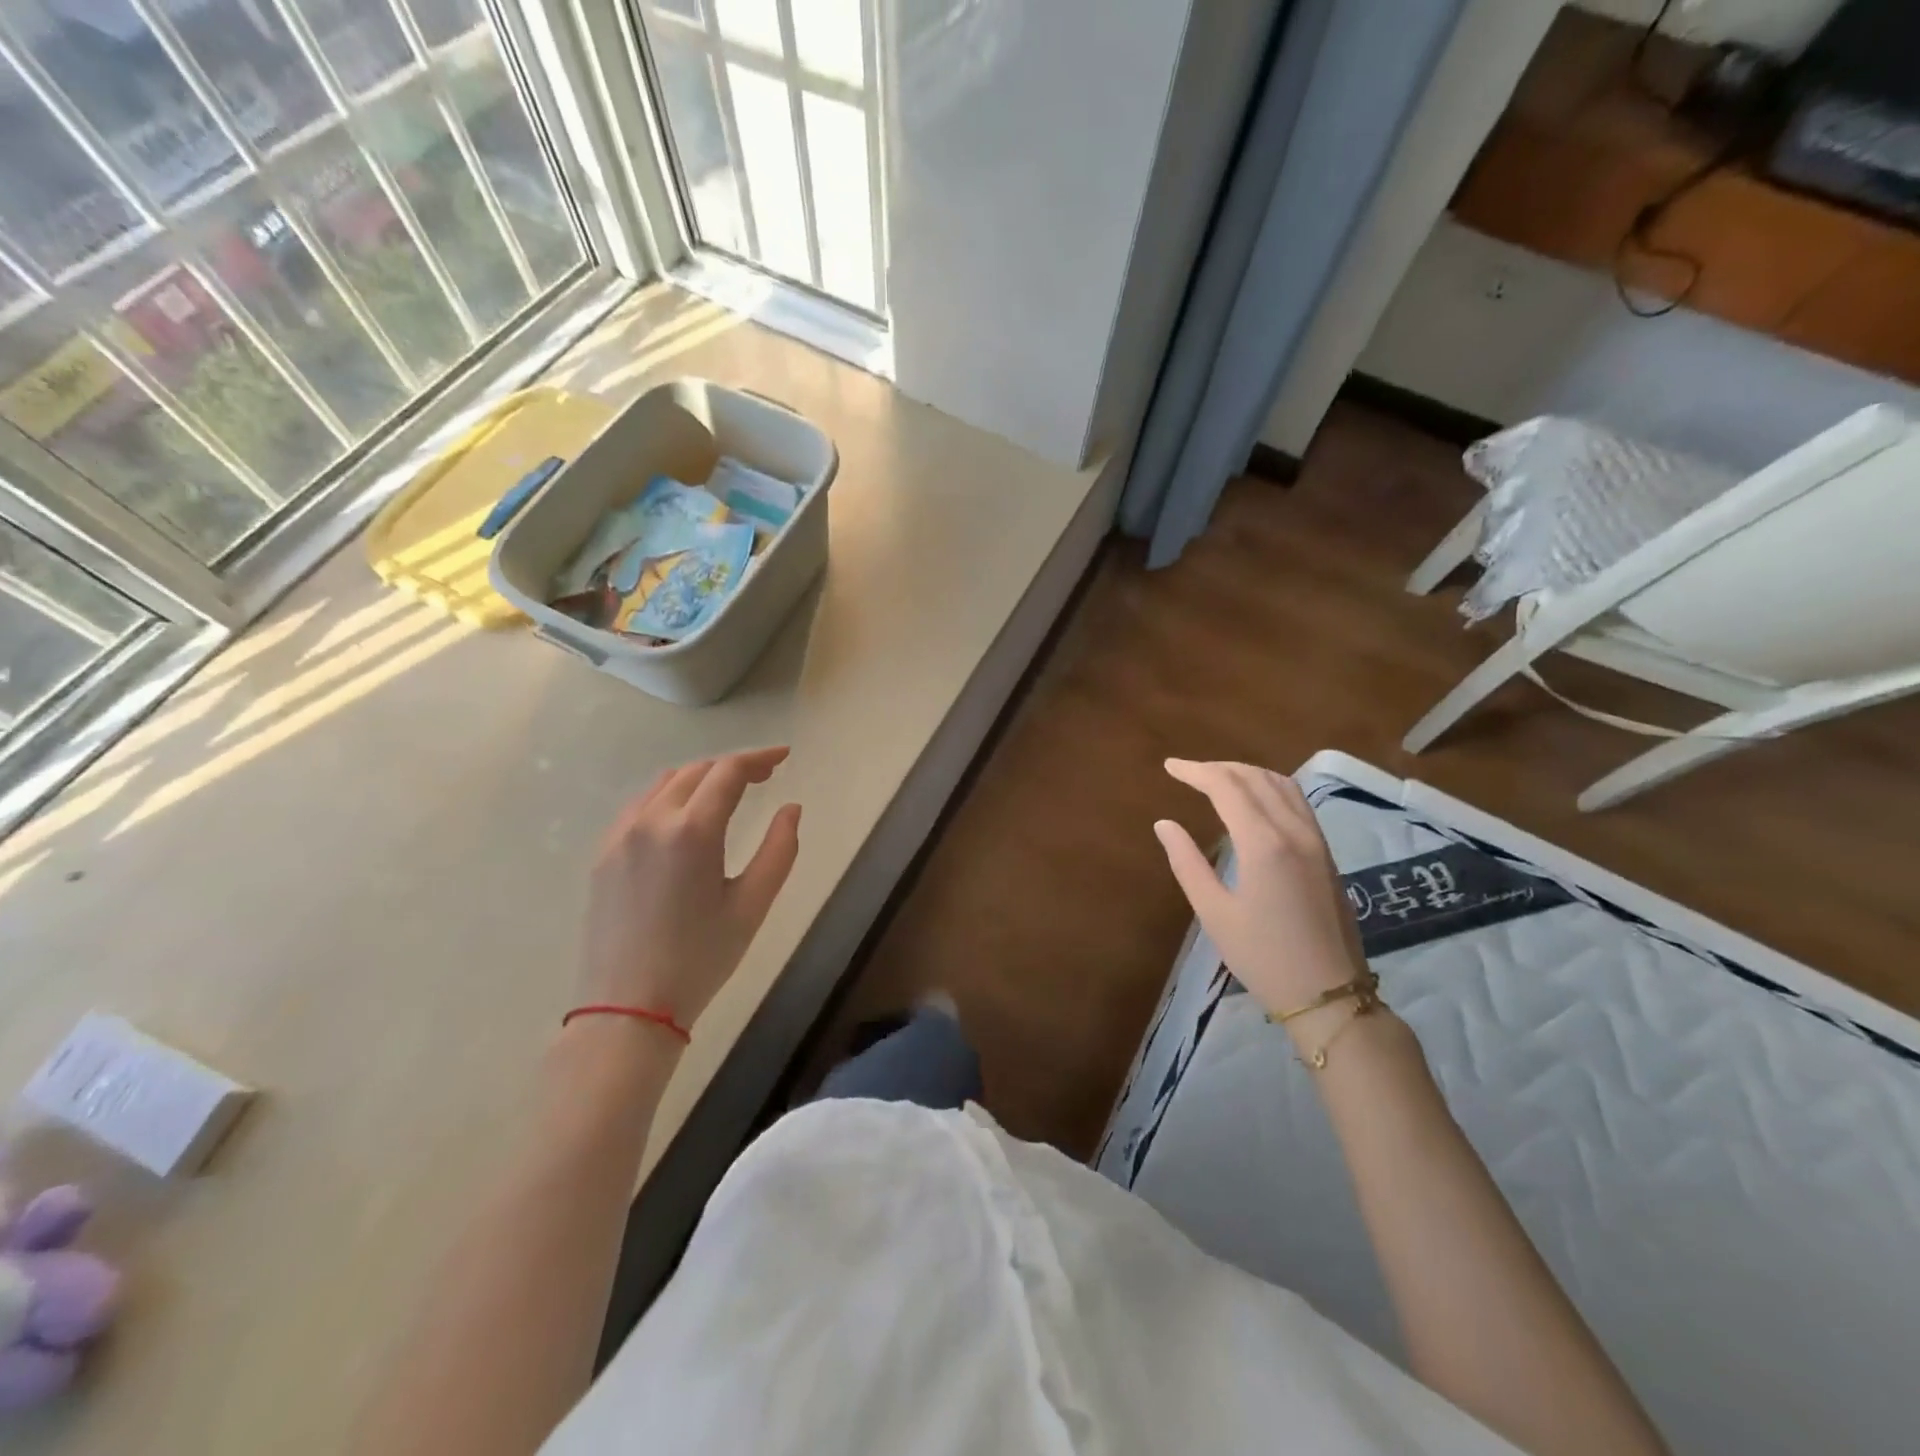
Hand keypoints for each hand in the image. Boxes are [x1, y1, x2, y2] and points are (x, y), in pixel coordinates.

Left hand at [580, 748, 801, 1032]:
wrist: (627, 1007)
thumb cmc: (700, 958)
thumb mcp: (753, 905)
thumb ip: (779, 849)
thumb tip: (790, 809)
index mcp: (692, 829)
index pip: (728, 771)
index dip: (759, 758)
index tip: (784, 757)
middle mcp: (651, 820)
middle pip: (697, 771)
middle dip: (733, 766)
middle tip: (764, 776)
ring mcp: (620, 835)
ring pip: (665, 783)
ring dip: (701, 777)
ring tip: (727, 792)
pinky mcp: (603, 854)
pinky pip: (640, 805)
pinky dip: (670, 795)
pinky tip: (685, 815)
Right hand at [1153, 759, 1366, 1022]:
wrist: (1328, 994)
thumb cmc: (1262, 957)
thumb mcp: (1214, 913)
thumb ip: (1187, 863)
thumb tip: (1164, 824)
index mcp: (1264, 843)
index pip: (1227, 787)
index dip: (1196, 771)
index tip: (1170, 766)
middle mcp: (1294, 830)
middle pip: (1255, 778)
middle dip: (1219, 768)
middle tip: (1187, 772)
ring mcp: (1316, 840)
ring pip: (1282, 784)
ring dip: (1247, 773)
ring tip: (1217, 778)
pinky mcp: (1325, 852)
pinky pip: (1297, 801)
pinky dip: (1270, 787)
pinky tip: (1255, 800)